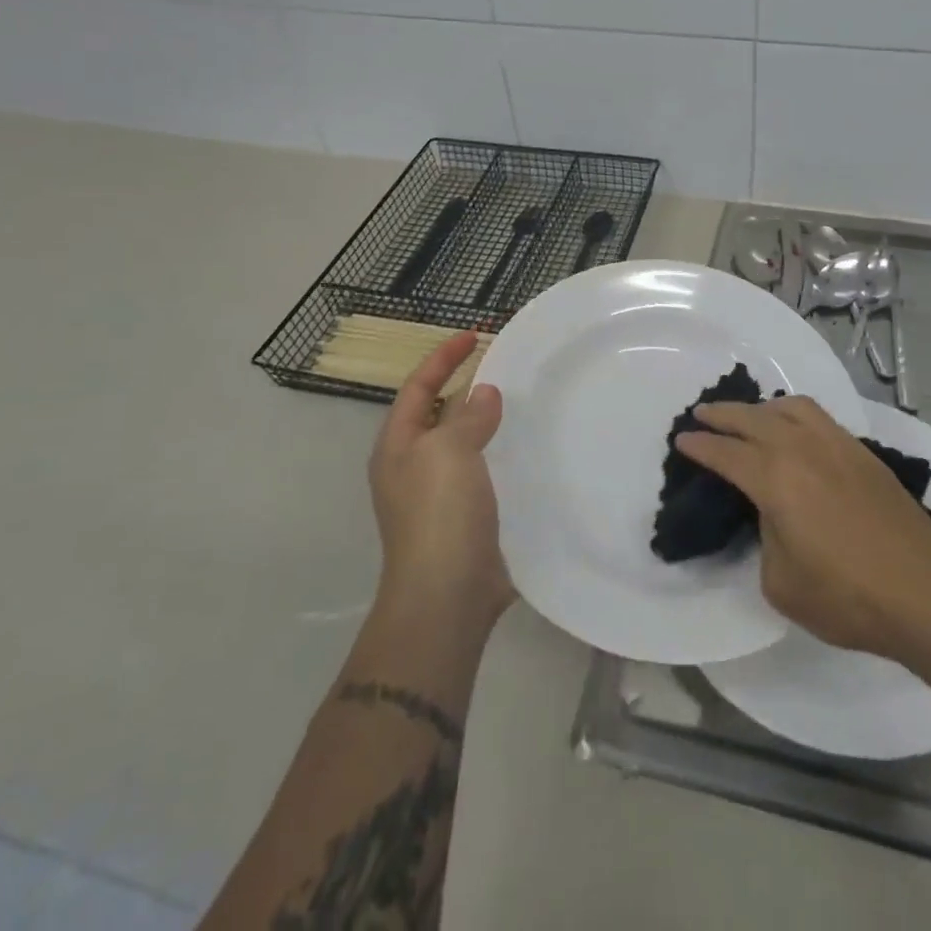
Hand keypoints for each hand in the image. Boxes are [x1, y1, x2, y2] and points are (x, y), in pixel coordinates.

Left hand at [368, 331, 513, 636]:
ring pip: (465, 442)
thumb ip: (468, 416)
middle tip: (505, 364)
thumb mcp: (448, 452)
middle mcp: (414, 467)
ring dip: (489, 420)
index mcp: (398, 446)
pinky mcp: (468, 516)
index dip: (443, 357)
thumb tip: (485, 393)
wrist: (449, 595)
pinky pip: (486, 470)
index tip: (475, 334)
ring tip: (524, 399)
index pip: (418, 387)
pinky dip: (504, 452)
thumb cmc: (439, 514)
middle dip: (467, 385)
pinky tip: (531, 448)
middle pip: (439, 413)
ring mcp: (440, 495)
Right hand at [675, 396, 930, 659]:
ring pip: (791, 407)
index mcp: (775, 479)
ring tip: (749, 416)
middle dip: (722, 414)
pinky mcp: (863, 453)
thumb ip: (765, 538)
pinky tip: (794, 430)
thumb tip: (772, 514)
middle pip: (753, 418)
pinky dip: (794, 414)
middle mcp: (803, 449)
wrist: (926, 593)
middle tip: (701, 413)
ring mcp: (837, 446)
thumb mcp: (781, 582)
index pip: (726, 453)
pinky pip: (819, 417)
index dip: (700, 445)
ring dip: (761, 407)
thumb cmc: (847, 597)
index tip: (682, 439)